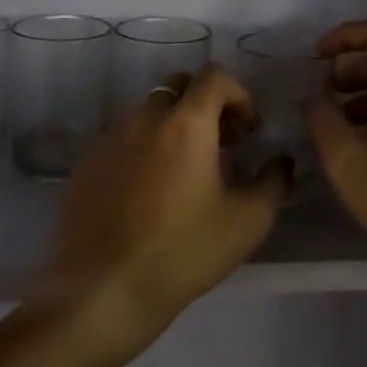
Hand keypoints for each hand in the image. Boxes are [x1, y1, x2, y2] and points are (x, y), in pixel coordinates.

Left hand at [45, 66, 291, 345]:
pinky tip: (147, 189)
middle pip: (178, 87)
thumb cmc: (183, 252)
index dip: (240, 94)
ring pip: (147, 111)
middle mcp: (144, 118)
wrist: (102, 290)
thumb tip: (281, 161)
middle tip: (221, 144)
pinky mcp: (85, 163)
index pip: (214, 77)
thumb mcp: (247, 221)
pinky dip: (142, 146)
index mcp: (186, 123)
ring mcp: (109, 138)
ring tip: (184, 170)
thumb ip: (274, 181)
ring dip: (172, 125)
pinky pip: (120, 137)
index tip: (249, 130)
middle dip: (205, 104)